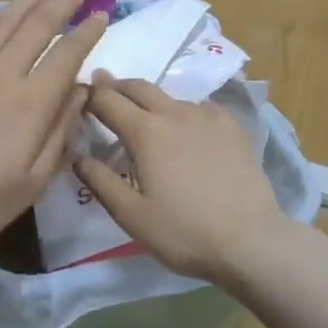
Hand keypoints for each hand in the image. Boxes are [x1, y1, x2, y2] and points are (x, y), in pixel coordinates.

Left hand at [0, 0, 105, 249]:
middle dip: (61, 4)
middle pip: (36, 27)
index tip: (100, 15)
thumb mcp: (35, 179)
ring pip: (0, 22)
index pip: (67, 54)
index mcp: (31, 101)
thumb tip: (80, 91)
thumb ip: (61, 131)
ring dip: (24, 2)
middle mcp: (2, 73)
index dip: (87, 33)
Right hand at [74, 74, 289, 283]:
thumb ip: (100, 181)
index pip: (107, 100)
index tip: (76, 96)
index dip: (88, 95)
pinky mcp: (232, 126)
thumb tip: (77, 155)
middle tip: (102, 90)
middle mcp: (174, 113)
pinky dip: (182, 111)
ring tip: (144, 117)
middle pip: (138, 86)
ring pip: (169, 97)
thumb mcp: (131, 215)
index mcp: (145, 132)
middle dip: (116, 86)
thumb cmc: (184, 232)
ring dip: (149, 101)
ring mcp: (207, 116)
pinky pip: (199, 107)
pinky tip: (186, 129)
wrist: (251, 241)